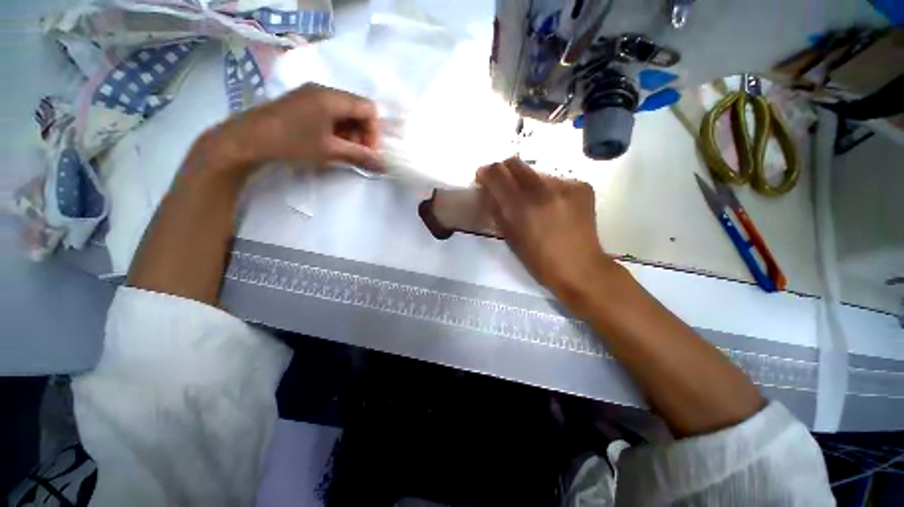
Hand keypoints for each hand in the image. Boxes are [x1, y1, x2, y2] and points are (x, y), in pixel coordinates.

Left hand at [192, 84, 382, 180]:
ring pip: (344, 111)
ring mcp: (311, 94)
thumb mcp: (330, 151)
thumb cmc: (291, 143)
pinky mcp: (302, 102)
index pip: (368, 108)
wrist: (247, 140)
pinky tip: (330, 143)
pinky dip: (337, 128)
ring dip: (351, 132)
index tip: (370, 152)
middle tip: (358, 153)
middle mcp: (323, 90)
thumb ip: (359, 156)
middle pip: (357, 108)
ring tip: (343, 150)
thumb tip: (382, 164)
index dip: (374, 131)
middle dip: (363, 133)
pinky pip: (330, 112)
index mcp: (331, 98)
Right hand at [476, 157, 615, 299]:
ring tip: (535, 201)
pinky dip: (549, 189)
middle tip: (505, 183)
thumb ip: (497, 211)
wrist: (580, 268)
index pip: (496, 174)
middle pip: (515, 163)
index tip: (484, 177)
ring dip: (529, 183)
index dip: (486, 172)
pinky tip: (555, 206)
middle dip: (505, 170)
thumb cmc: (539, 261)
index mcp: (520, 208)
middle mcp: (542, 191)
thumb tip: (490, 192)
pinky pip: (557, 180)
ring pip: (537, 173)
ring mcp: (565, 186)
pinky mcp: (582, 186)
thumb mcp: (510, 238)